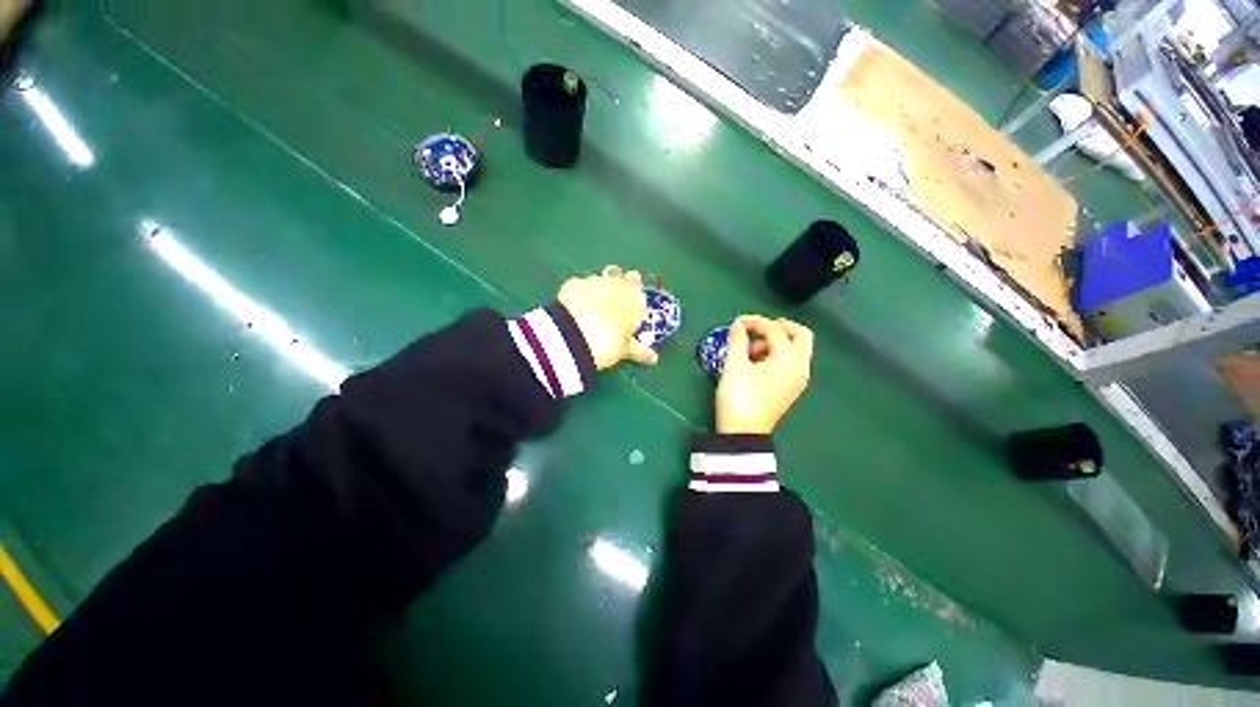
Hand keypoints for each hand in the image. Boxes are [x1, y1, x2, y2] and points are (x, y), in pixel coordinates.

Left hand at [558, 266, 658, 369]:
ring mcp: (596, 280)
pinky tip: (575, 308)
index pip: (639, 288)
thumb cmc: (608, 344)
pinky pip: (581, 286)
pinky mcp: (575, 282)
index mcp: (636, 299)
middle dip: (619, 287)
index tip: (628, 309)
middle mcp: (618, 284)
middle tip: (613, 305)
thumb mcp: (625, 350)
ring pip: (601, 280)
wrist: (573, 337)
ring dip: (599, 290)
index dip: (633, 297)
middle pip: (622, 277)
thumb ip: (640, 351)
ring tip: (592, 308)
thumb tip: (654, 359)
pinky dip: (580, 294)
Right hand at [716, 316, 813, 434]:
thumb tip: (738, 326)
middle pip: (801, 336)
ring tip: (750, 348)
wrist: (743, 433)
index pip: (776, 330)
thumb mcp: (734, 365)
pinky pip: (790, 363)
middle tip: (760, 327)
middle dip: (781, 327)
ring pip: (796, 350)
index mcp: (789, 360)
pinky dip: (777, 355)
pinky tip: (755, 362)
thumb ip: (737, 340)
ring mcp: (797, 380)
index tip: (737, 322)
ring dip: (777, 342)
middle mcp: (799, 368)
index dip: (756, 322)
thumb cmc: (740, 397)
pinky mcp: (789, 389)